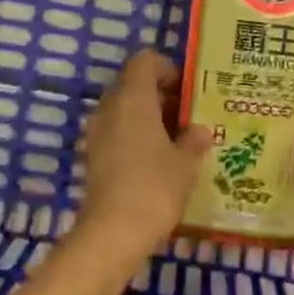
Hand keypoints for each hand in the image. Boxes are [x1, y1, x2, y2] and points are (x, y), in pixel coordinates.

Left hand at [76, 51, 212, 268]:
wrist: (113, 233)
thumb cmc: (155, 186)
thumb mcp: (186, 162)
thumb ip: (195, 140)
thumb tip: (201, 130)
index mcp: (133, 98)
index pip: (145, 61)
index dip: (167, 69)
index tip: (188, 90)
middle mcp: (110, 108)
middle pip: (133, 84)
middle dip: (160, 95)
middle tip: (188, 115)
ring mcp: (96, 132)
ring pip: (124, 110)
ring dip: (148, 117)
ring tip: (177, 139)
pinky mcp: (93, 157)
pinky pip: (117, 132)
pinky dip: (136, 137)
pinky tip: (158, 160)